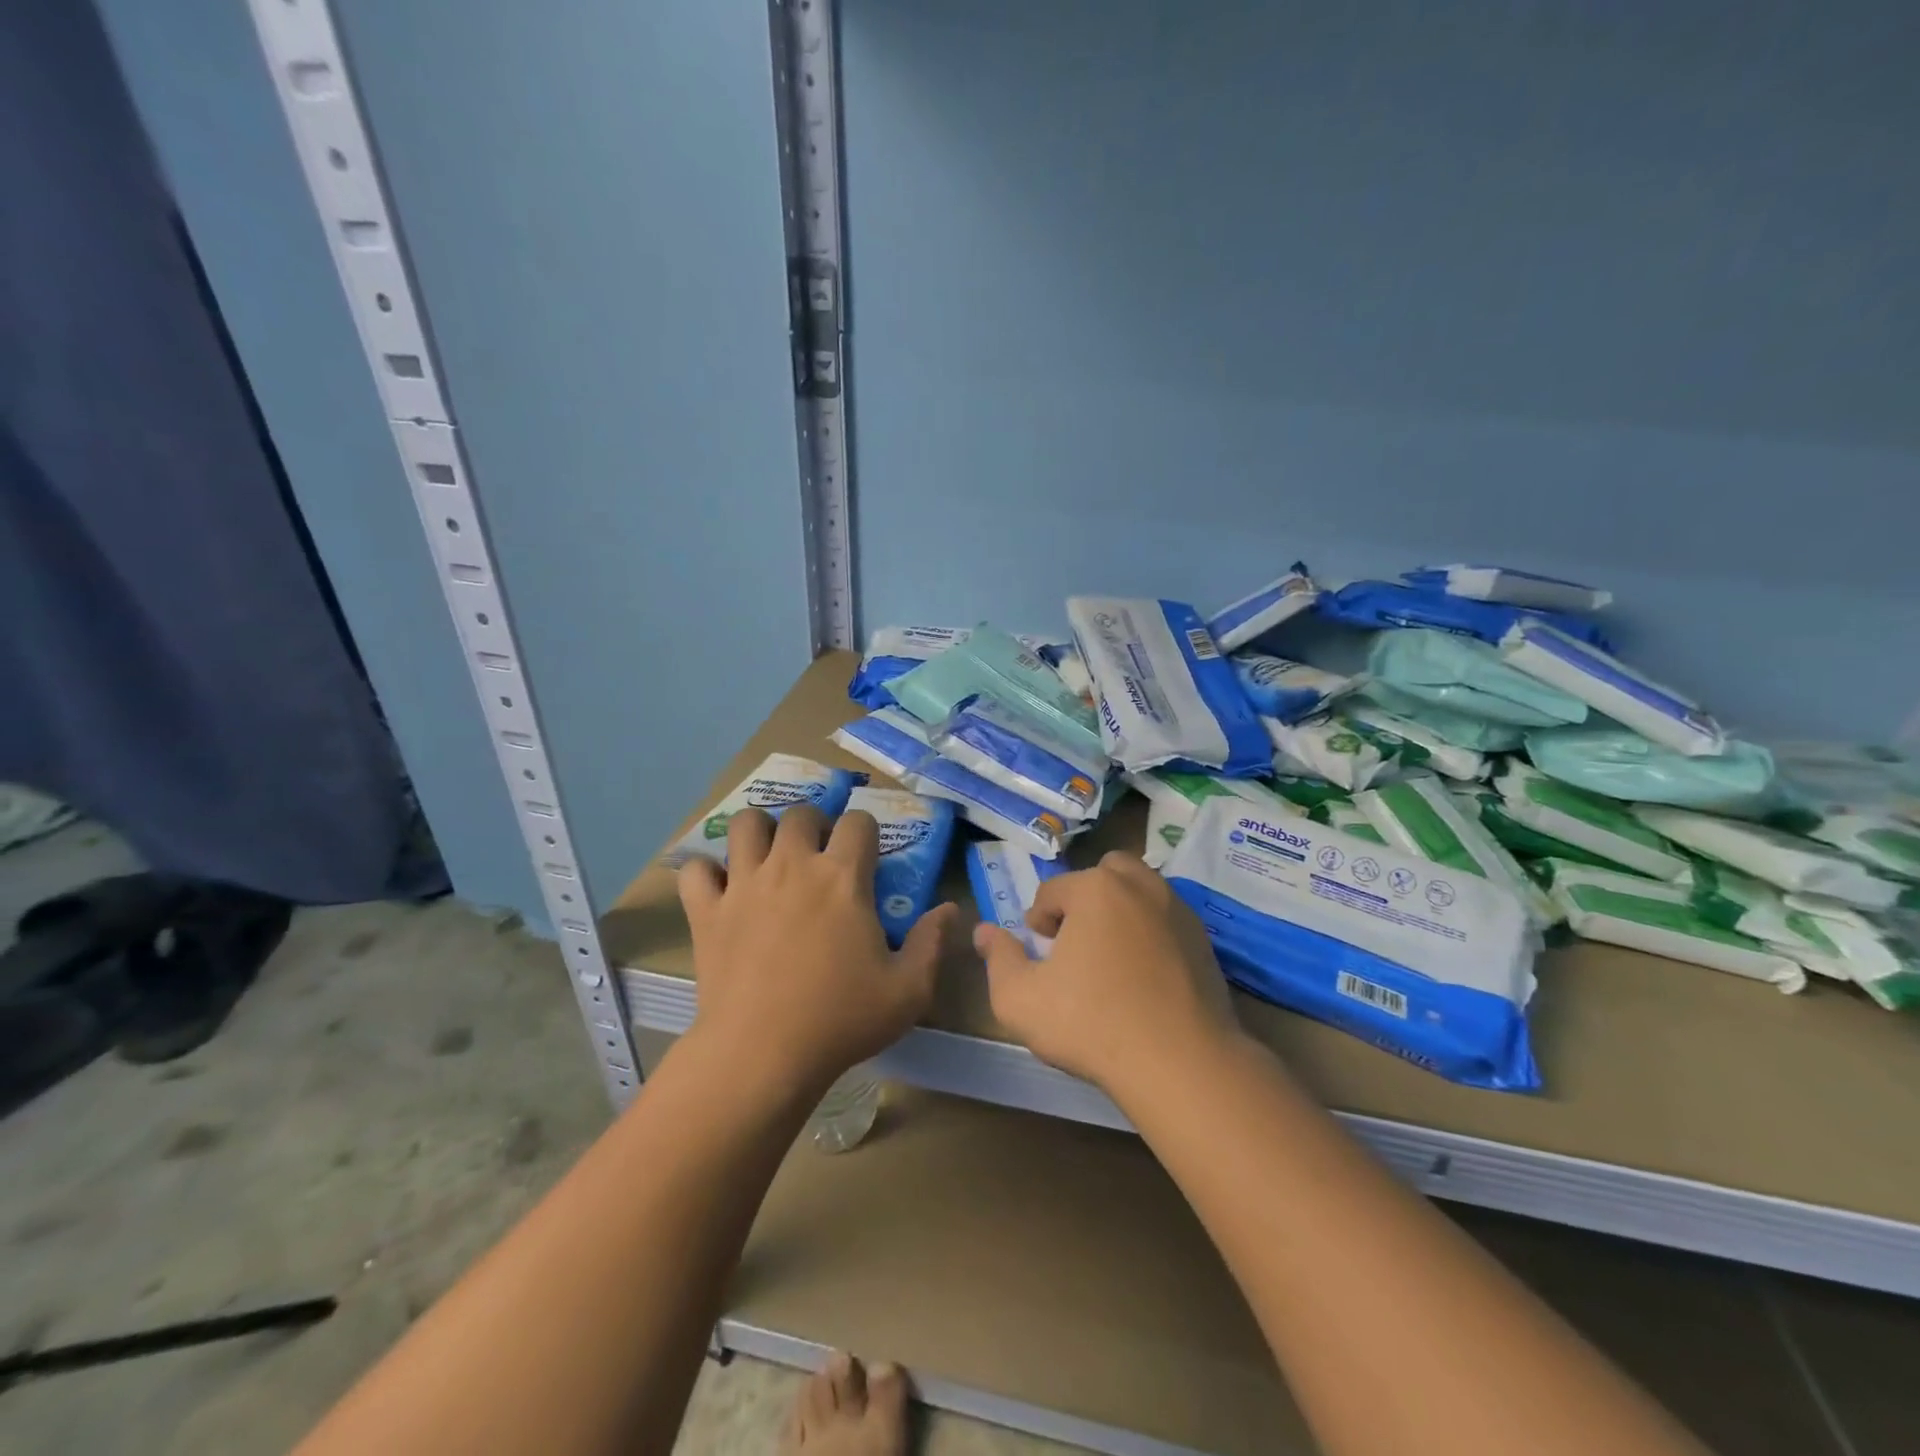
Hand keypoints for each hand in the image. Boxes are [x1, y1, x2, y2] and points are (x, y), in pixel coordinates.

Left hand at [678, 805, 956, 1099]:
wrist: (762, 1054)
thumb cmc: (841, 1019)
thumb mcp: (908, 990)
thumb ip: (932, 943)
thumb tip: (950, 909)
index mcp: (843, 877)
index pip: (859, 822)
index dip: (866, 831)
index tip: (866, 855)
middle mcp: (793, 865)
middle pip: (801, 813)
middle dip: (814, 824)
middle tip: (818, 855)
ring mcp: (745, 884)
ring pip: (746, 825)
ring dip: (760, 832)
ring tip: (769, 856)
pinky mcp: (708, 911)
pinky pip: (697, 870)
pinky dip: (707, 873)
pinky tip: (721, 889)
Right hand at [973, 850, 1240, 1100]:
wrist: (1181, 1064)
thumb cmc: (1092, 1024)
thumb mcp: (1020, 999)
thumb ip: (998, 958)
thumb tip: (983, 931)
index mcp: (1095, 889)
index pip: (1052, 891)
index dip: (1038, 922)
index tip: (1040, 953)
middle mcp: (1140, 885)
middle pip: (1103, 873)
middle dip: (1084, 898)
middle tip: (1076, 941)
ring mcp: (1178, 910)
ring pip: (1140, 891)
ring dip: (1119, 910)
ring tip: (1110, 955)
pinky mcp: (1204, 939)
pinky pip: (1166, 920)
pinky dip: (1150, 932)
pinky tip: (1143, 975)